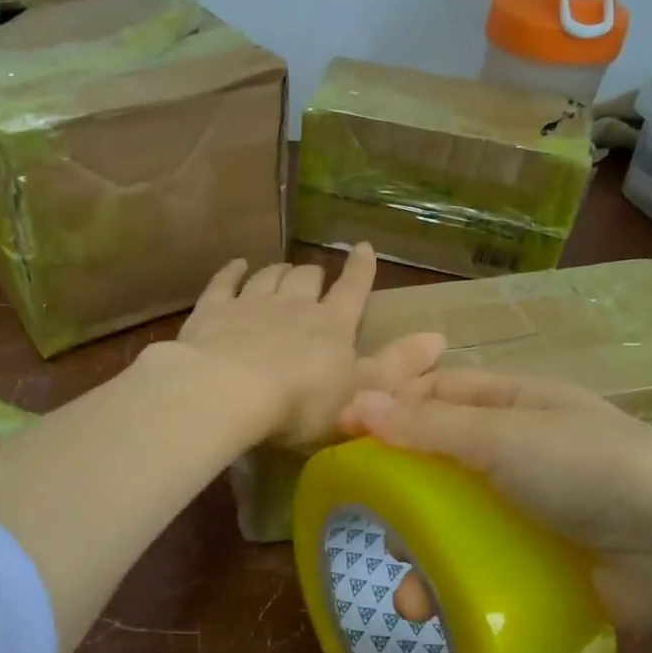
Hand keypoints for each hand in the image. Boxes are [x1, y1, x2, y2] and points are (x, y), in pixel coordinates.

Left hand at [166, 244, 445, 448]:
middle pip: (306, 278)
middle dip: (313, 276)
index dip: (360, 270)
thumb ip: (397, 367)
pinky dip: (233, 272)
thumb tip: (439, 338)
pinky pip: (224, 282)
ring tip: (282, 272)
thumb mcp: (360, 394)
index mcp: (332, 325)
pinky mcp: (212, 311)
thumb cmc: (299, 403)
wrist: (226, 393)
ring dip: (278, 272)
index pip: (352, 289)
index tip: (363, 248)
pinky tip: (237, 265)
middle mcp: (293, 305)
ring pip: (269, 276)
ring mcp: (250, 304)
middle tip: (314, 279)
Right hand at [341, 369, 651, 638]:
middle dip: (402, 485)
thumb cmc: (589, 471)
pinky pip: (484, 560)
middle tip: (367, 510)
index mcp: (520, 402)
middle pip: (444, 457)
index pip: (442, 392)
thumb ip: (428, 425)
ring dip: (424, 546)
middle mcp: (526, 448)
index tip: (343, 431)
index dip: (393, 406)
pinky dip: (455, 580)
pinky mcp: (544, 557)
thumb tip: (355, 402)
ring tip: (406, 581)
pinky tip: (434, 605)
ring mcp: (537, 507)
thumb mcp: (503, 437)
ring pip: (459, 517)